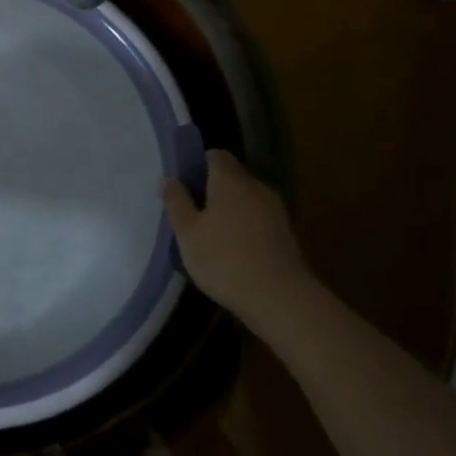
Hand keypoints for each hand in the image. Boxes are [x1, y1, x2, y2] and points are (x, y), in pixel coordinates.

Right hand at [162, 150, 311, 317]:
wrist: (281, 299)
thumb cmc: (225, 260)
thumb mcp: (187, 233)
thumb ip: (176, 202)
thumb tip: (169, 179)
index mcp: (231, 181)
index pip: (215, 155)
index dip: (198, 164)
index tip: (183, 184)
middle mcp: (257, 188)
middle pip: (232, 177)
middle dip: (212, 189)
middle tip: (191, 212)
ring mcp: (276, 212)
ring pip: (246, 200)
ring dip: (229, 210)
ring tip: (210, 235)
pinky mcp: (286, 235)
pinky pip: (258, 220)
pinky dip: (244, 227)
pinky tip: (232, 252)